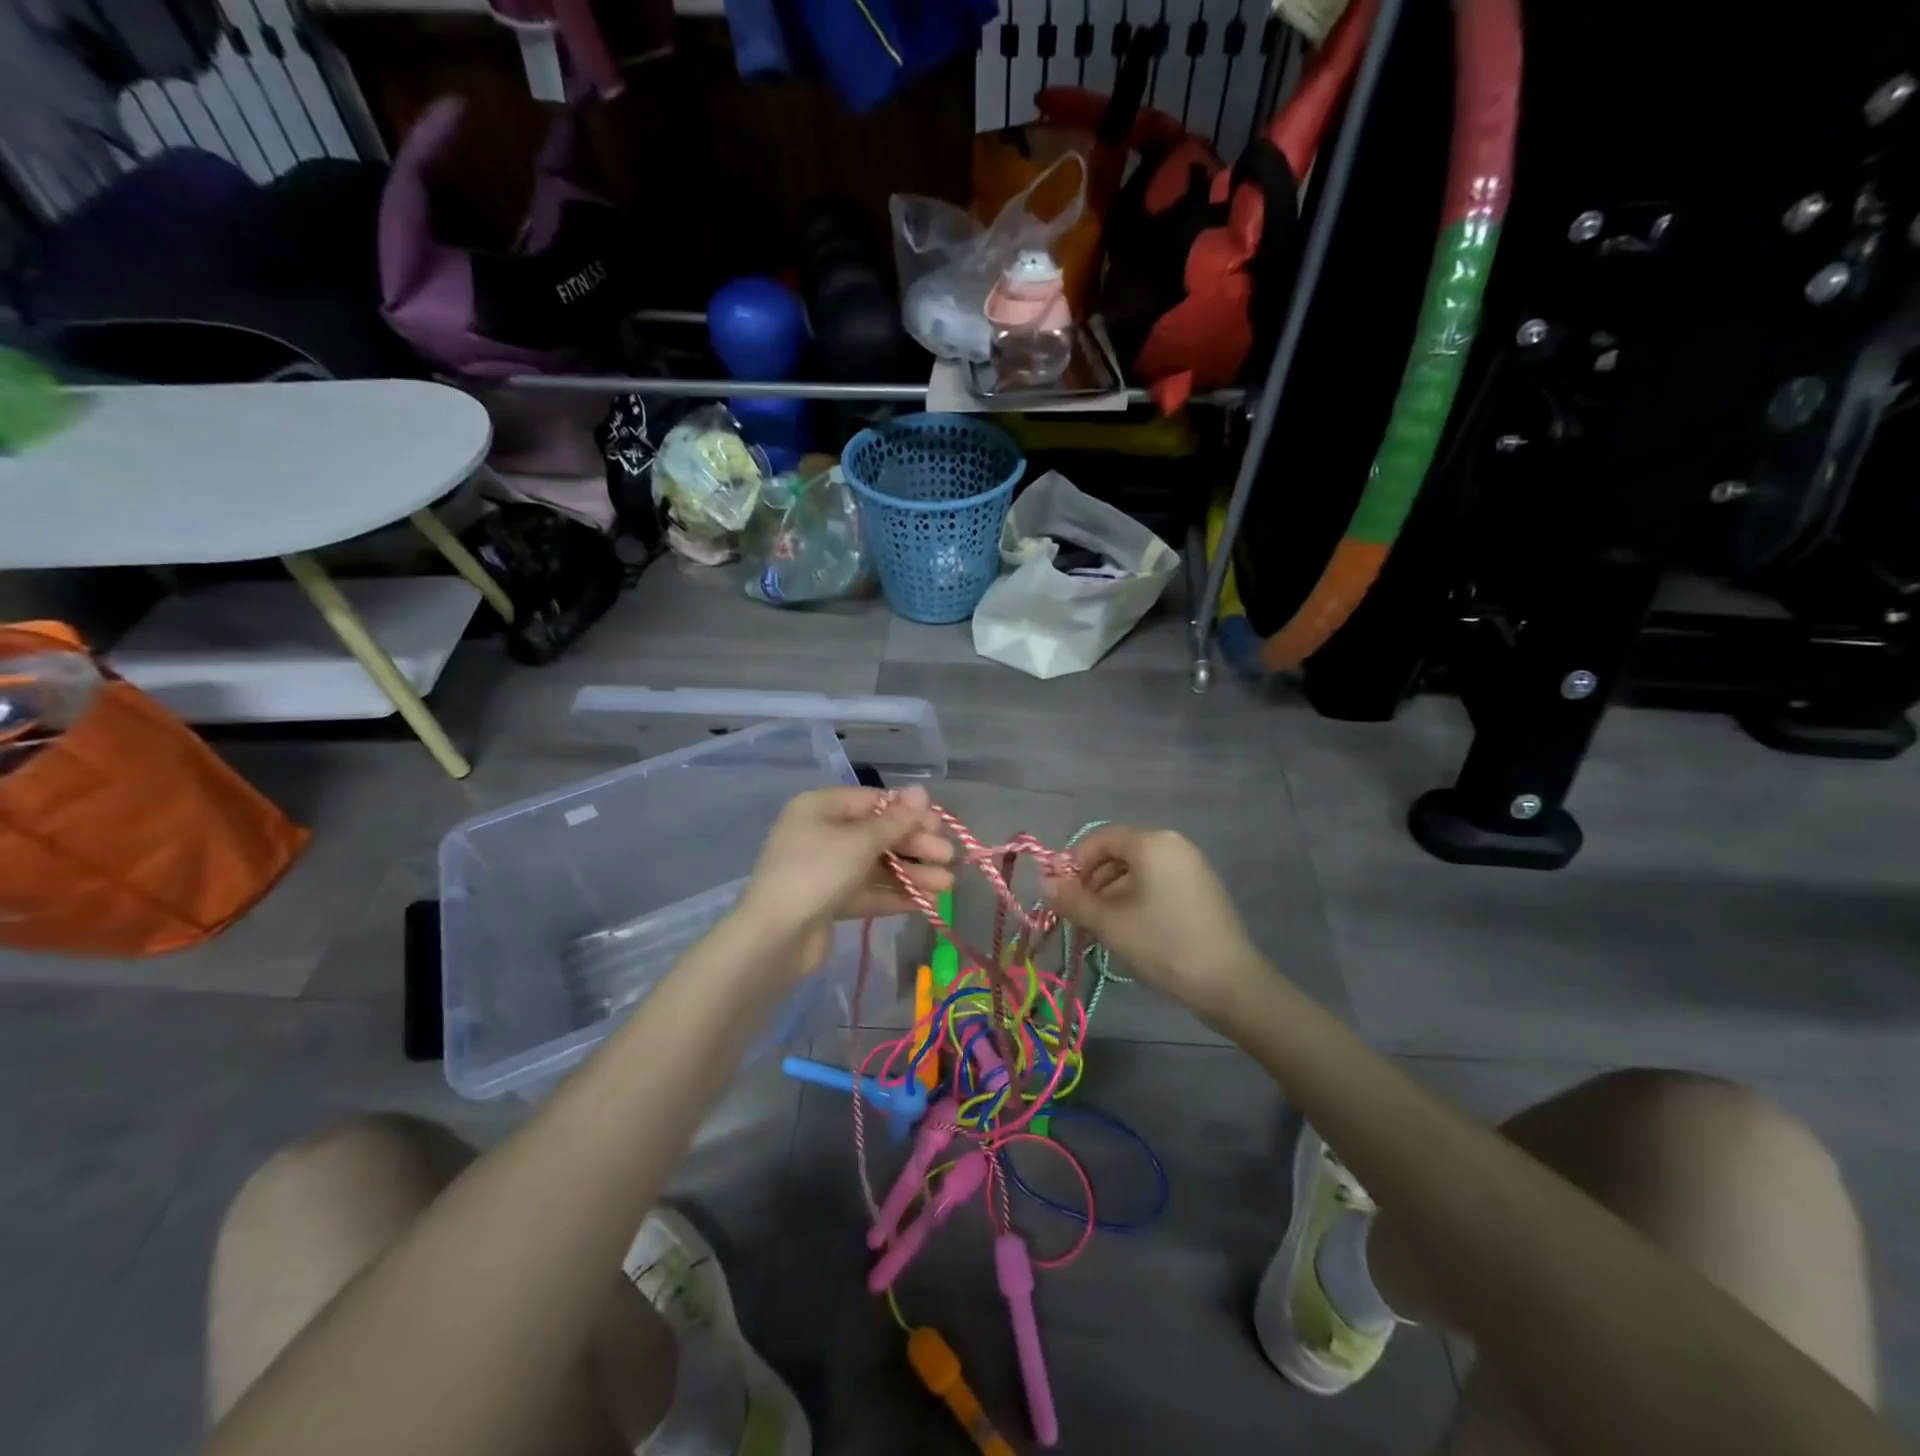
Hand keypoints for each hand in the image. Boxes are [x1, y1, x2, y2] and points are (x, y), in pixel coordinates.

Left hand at [736, 786, 954, 974]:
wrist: (774, 938)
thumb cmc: (816, 873)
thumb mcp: (859, 842)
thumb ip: (895, 821)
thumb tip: (922, 792)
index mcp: (822, 807)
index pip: (874, 802)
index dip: (909, 812)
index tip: (940, 825)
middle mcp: (822, 833)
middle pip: (878, 834)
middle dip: (916, 846)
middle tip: (949, 857)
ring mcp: (826, 869)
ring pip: (877, 866)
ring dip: (912, 873)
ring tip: (947, 885)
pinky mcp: (831, 901)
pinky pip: (869, 891)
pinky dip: (896, 895)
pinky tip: (927, 903)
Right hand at [1041, 826, 1261, 1018]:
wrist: (1230, 983)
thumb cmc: (1163, 944)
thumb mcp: (1109, 923)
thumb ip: (1072, 900)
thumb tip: (1043, 883)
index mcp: (1152, 843)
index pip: (1100, 839)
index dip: (1074, 863)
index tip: (1062, 896)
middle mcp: (1173, 844)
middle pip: (1119, 852)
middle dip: (1092, 881)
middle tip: (1079, 915)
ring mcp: (1192, 865)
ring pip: (1138, 870)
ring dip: (1111, 893)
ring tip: (1101, 928)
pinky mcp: (1202, 888)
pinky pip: (1158, 882)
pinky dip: (1136, 898)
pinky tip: (1130, 930)